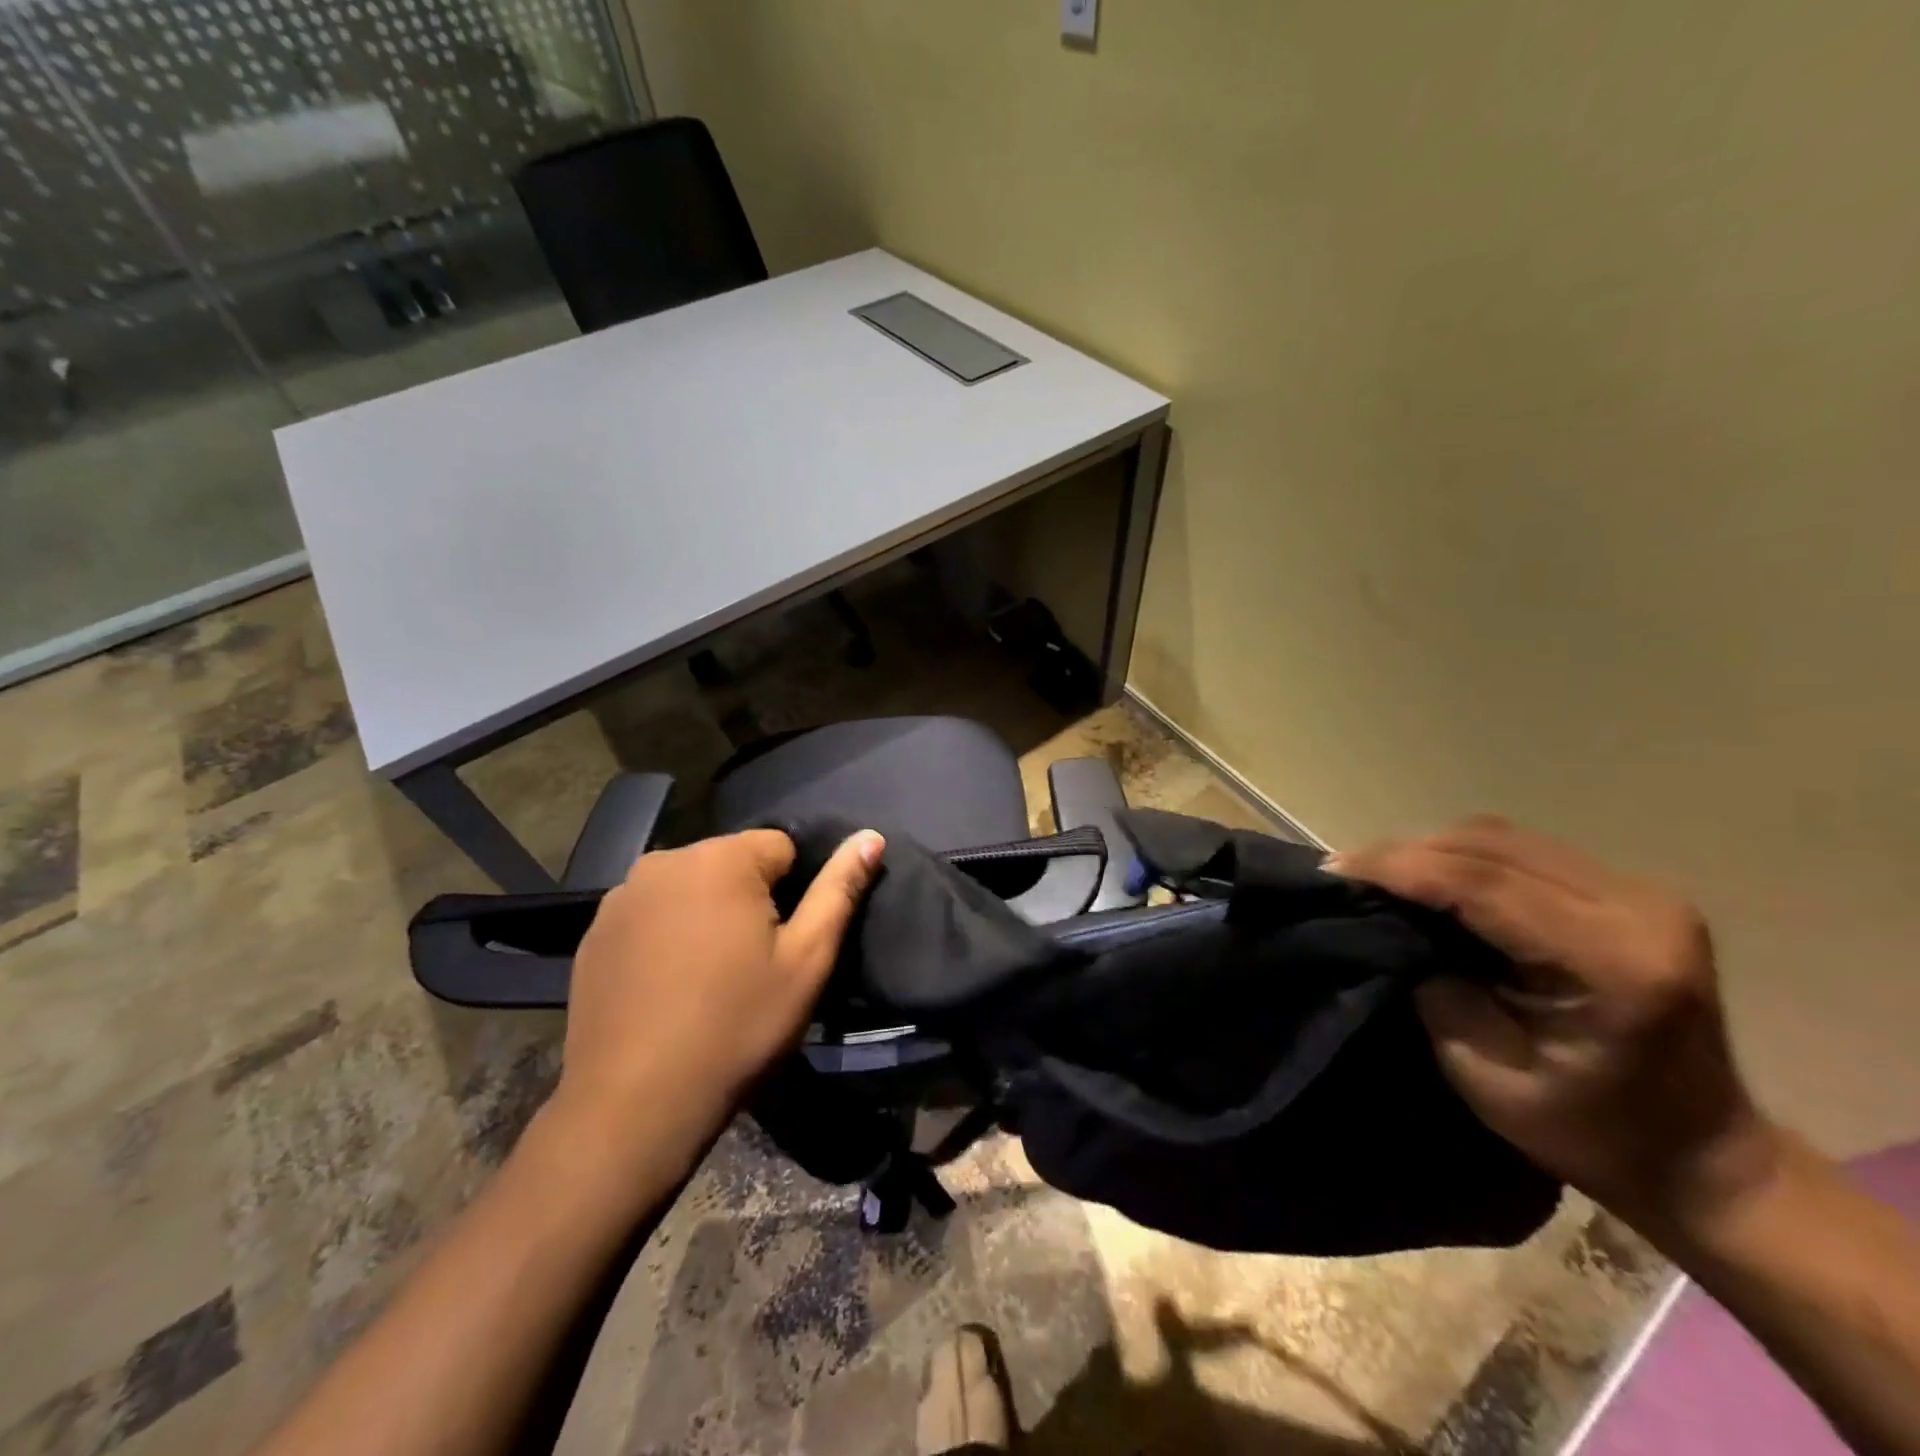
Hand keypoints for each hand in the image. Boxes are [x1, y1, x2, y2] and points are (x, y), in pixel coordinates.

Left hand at [548, 828, 884, 1170]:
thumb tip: (871, 836)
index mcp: (721, 859)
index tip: (781, 945)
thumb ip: (840, 889)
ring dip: (706, 913)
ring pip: (690, 886)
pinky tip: (666, 985)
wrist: (634, 1104)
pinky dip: (666, 934)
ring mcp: (622, 895)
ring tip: (708, 976)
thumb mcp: (807, 960)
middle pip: (731, 863)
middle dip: (748, 899)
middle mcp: (665, 860)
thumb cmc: (737, 1026)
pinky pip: (650, 913)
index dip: (793, 893)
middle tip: (749, 964)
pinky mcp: (594, 931)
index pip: (780, 847)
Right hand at [1330, 816, 1776, 1236]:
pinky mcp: (1630, 892)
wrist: (1702, 1157)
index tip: (1335, 870)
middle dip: (1407, 852)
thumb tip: (1390, 924)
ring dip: (1432, 850)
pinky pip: (1522, 850)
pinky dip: (1463, 857)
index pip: (1485, 882)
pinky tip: (1430, 878)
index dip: (1400, 867)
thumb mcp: (1488, 1076)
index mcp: (1617, 963)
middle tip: (1347, 873)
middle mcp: (1639, 909)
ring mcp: (1642, 894)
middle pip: (1492, 846)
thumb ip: (1435, 988)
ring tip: (1379, 875)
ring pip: (1503, 838)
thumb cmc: (1591, 1134)